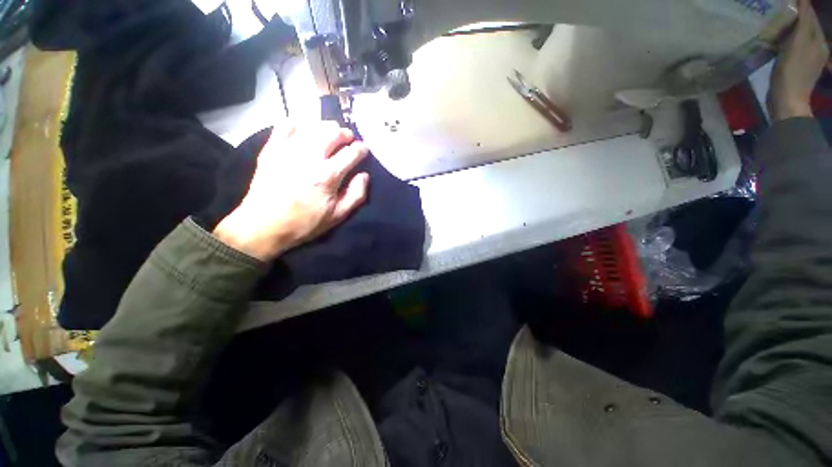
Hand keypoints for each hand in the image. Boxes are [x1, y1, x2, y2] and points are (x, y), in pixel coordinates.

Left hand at [213, 122, 369, 260]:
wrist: (264, 225)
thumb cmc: (305, 223)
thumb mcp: (338, 216)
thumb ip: (356, 195)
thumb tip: (364, 175)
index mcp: (328, 175)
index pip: (351, 152)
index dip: (361, 149)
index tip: (363, 150)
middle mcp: (310, 157)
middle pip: (333, 133)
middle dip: (345, 134)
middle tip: (347, 139)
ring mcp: (288, 150)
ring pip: (312, 126)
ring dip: (325, 127)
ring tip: (329, 134)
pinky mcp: (272, 149)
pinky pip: (285, 126)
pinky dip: (298, 125)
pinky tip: (303, 132)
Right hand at [768, 0, 829, 120]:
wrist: (787, 102)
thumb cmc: (792, 73)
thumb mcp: (798, 43)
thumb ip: (803, 21)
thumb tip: (803, 1)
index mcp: (819, 40)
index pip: (810, 15)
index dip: (800, 5)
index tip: (787, 1)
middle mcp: (817, 47)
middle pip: (805, 25)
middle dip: (795, 16)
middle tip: (780, 9)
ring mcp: (807, 59)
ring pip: (799, 36)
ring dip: (789, 29)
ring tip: (778, 23)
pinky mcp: (797, 67)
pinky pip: (792, 47)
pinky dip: (786, 41)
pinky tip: (778, 41)